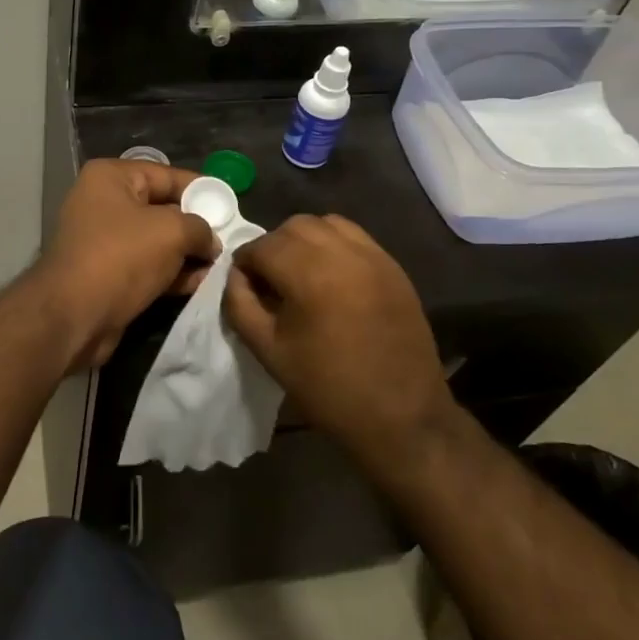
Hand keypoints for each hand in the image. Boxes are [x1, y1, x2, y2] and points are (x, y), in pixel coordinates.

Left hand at [35, 159, 218, 368]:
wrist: (73, 316)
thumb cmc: (121, 257)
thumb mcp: (172, 231)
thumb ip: (200, 228)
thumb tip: (210, 242)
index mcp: (111, 178)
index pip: (166, 175)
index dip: (201, 190)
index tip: (229, 207)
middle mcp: (103, 203)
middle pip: (162, 208)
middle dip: (195, 226)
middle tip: (227, 241)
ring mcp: (103, 240)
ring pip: (157, 241)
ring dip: (187, 254)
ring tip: (218, 266)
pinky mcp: (107, 274)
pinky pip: (147, 266)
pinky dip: (171, 274)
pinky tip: (199, 284)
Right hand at [223, 214, 452, 472]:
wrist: (402, 415)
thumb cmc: (328, 388)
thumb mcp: (269, 351)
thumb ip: (241, 305)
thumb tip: (236, 277)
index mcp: (309, 273)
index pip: (262, 246)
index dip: (245, 263)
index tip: (243, 286)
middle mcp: (342, 252)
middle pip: (293, 227)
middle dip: (273, 246)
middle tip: (269, 280)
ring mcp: (373, 256)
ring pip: (326, 224)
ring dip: (304, 239)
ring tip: (300, 273)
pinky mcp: (393, 266)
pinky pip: (355, 236)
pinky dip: (334, 243)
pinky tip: (331, 275)